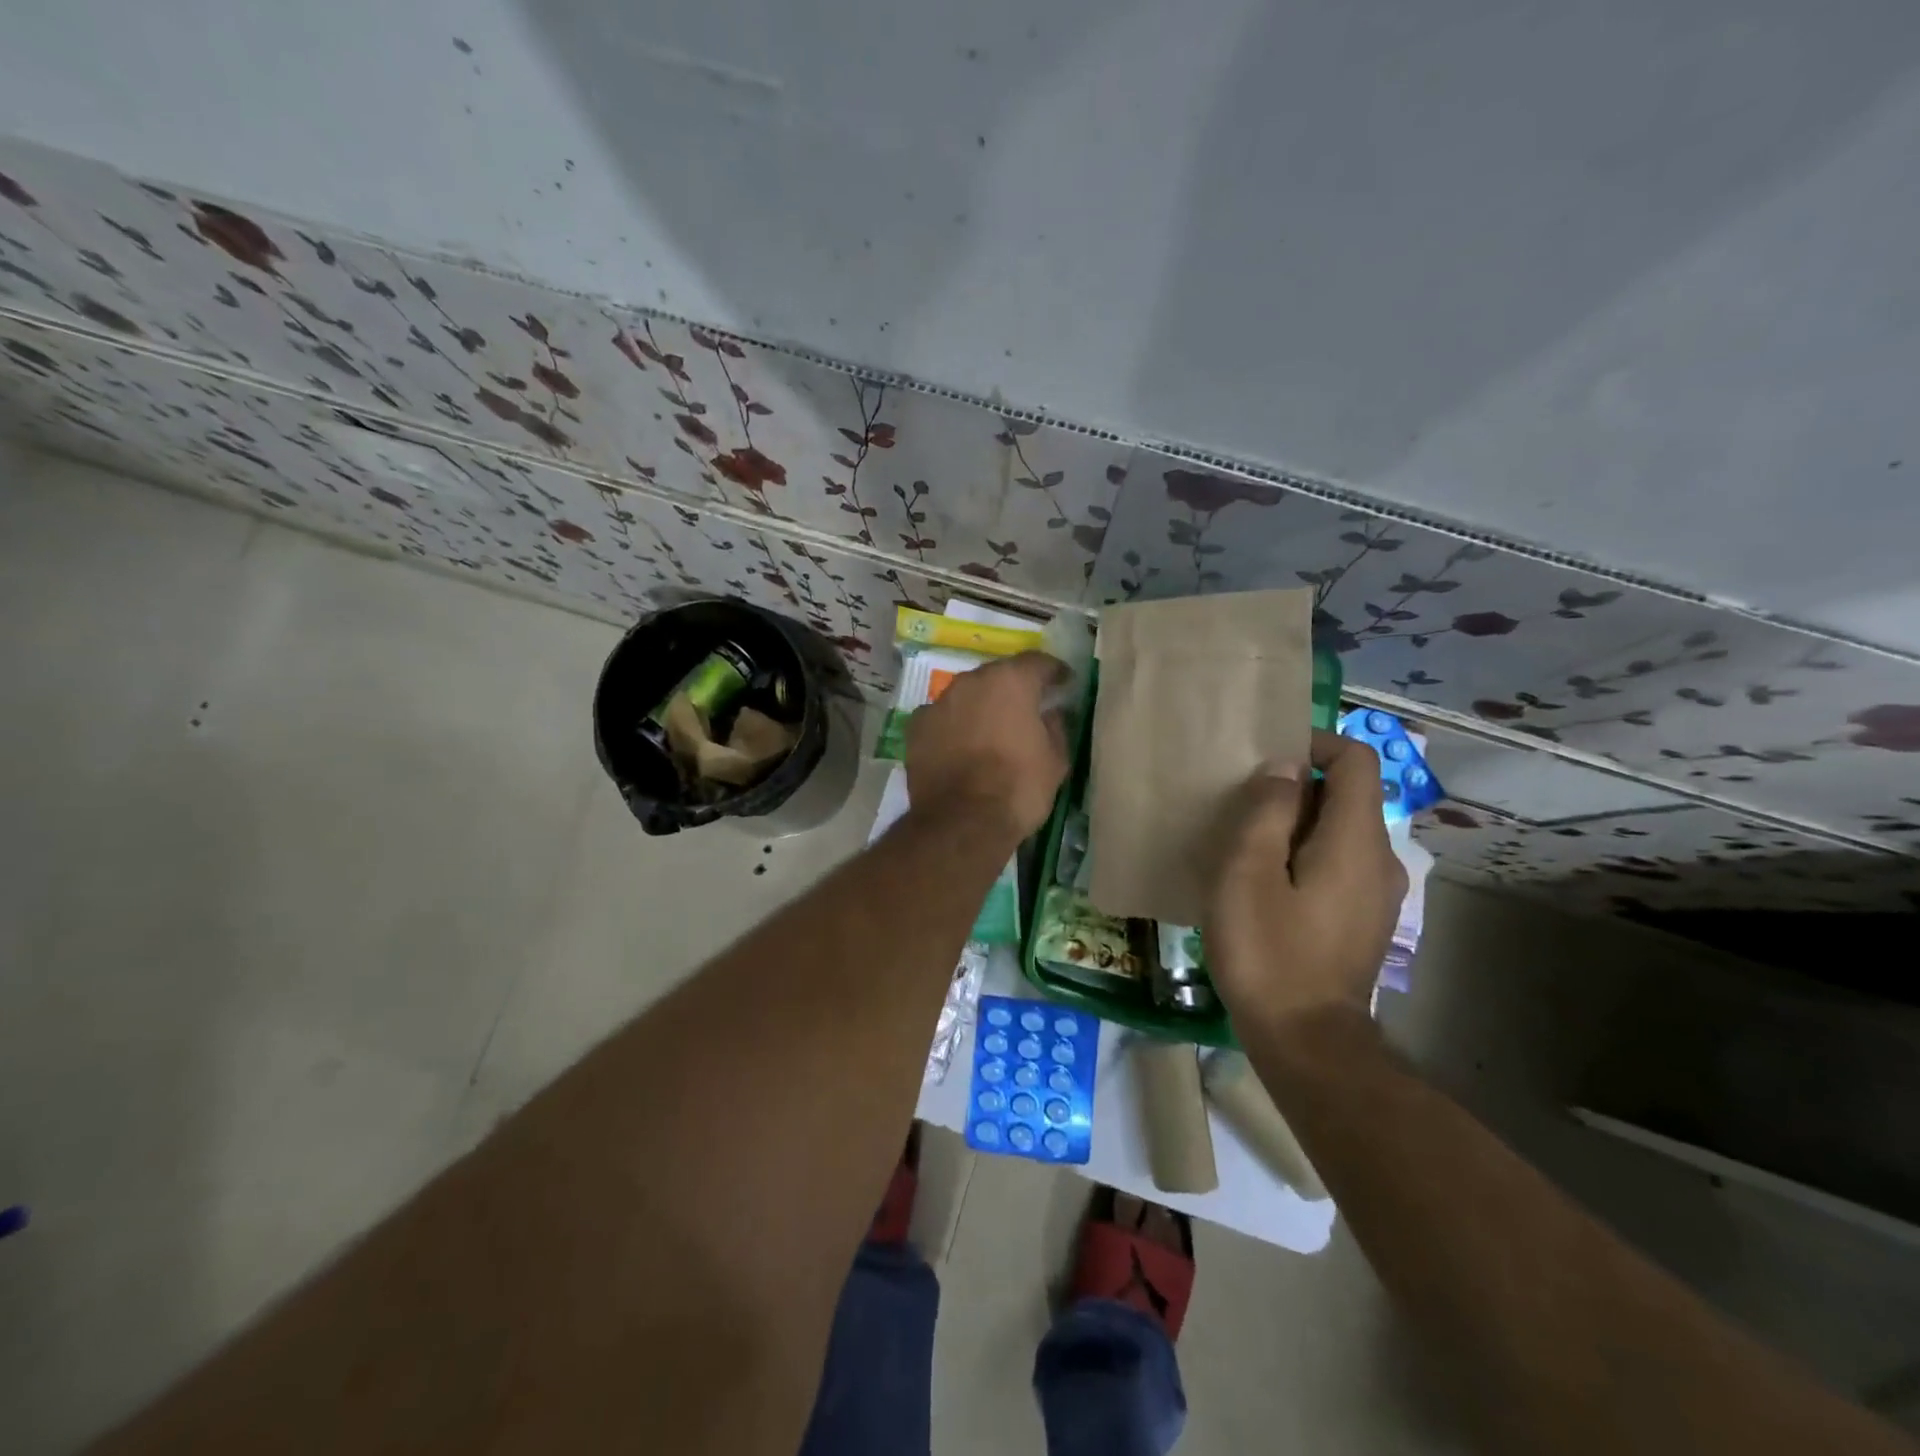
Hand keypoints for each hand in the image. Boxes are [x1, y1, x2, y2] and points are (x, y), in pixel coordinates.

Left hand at [905, 652, 1068, 841]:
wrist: (962, 821)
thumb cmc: (1018, 787)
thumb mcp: (1056, 759)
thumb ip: (1056, 726)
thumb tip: (1051, 713)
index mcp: (1011, 681)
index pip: (1037, 662)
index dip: (1054, 672)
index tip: (1063, 684)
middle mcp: (971, 681)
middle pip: (998, 676)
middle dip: (1013, 690)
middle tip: (1025, 710)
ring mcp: (939, 702)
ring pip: (966, 696)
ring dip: (980, 707)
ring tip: (990, 732)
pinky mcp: (916, 727)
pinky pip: (942, 718)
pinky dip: (953, 726)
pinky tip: (960, 747)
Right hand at [1203, 729, 1407, 1029]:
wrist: (1307, 1043)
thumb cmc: (1269, 951)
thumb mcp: (1247, 872)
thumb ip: (1266, 810)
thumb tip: (1283, 768)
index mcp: (1356, 840)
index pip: (1355, 761)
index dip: (1315, 744)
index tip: (1267, 758)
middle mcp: (1381, 860)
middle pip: (1348, 795)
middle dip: (1297, 787)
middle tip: (1242, 806)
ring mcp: (1378, 895)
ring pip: (1341, 832)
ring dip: (1297, 825)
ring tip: (1247, 845)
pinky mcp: (1364, 921)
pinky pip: (1339, 865)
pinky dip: (1306, 856)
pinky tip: (1266, 886)